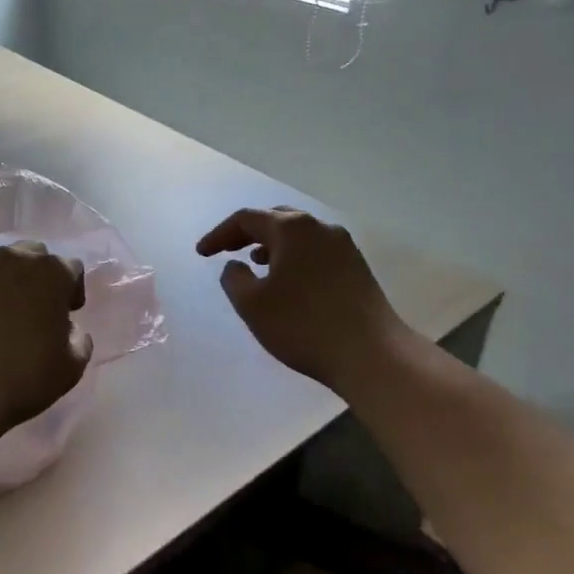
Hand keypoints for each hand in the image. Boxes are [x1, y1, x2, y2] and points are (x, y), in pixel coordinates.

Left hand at [0, 241, 93, 436]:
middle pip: (34, 256)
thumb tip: (69, 329)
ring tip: (1, 315)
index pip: (71, 268)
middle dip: (39, 277)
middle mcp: (14, 259)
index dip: (72, 290)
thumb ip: (79, 339)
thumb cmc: (22, 378)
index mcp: (51, 273)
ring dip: (6, 283)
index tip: (67, 313)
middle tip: (36, 309)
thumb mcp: (71, 368)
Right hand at [196, 206, 409, 392]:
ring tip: (255, 263)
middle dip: (247, 233)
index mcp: (292, 228)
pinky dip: (294, 256)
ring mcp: (343, 246)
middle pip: (276, 219)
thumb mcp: (252, 304)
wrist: (372, 354)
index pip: (246, 219)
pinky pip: (315, 250)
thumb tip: (236, 266)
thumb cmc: (303, 325)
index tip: (202, 253)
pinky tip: (288, 280)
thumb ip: (233, 279)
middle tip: (227, 249)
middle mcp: (319, 228)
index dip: (219, 234)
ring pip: (298, 234)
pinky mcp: (357, 267)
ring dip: (272, 244)